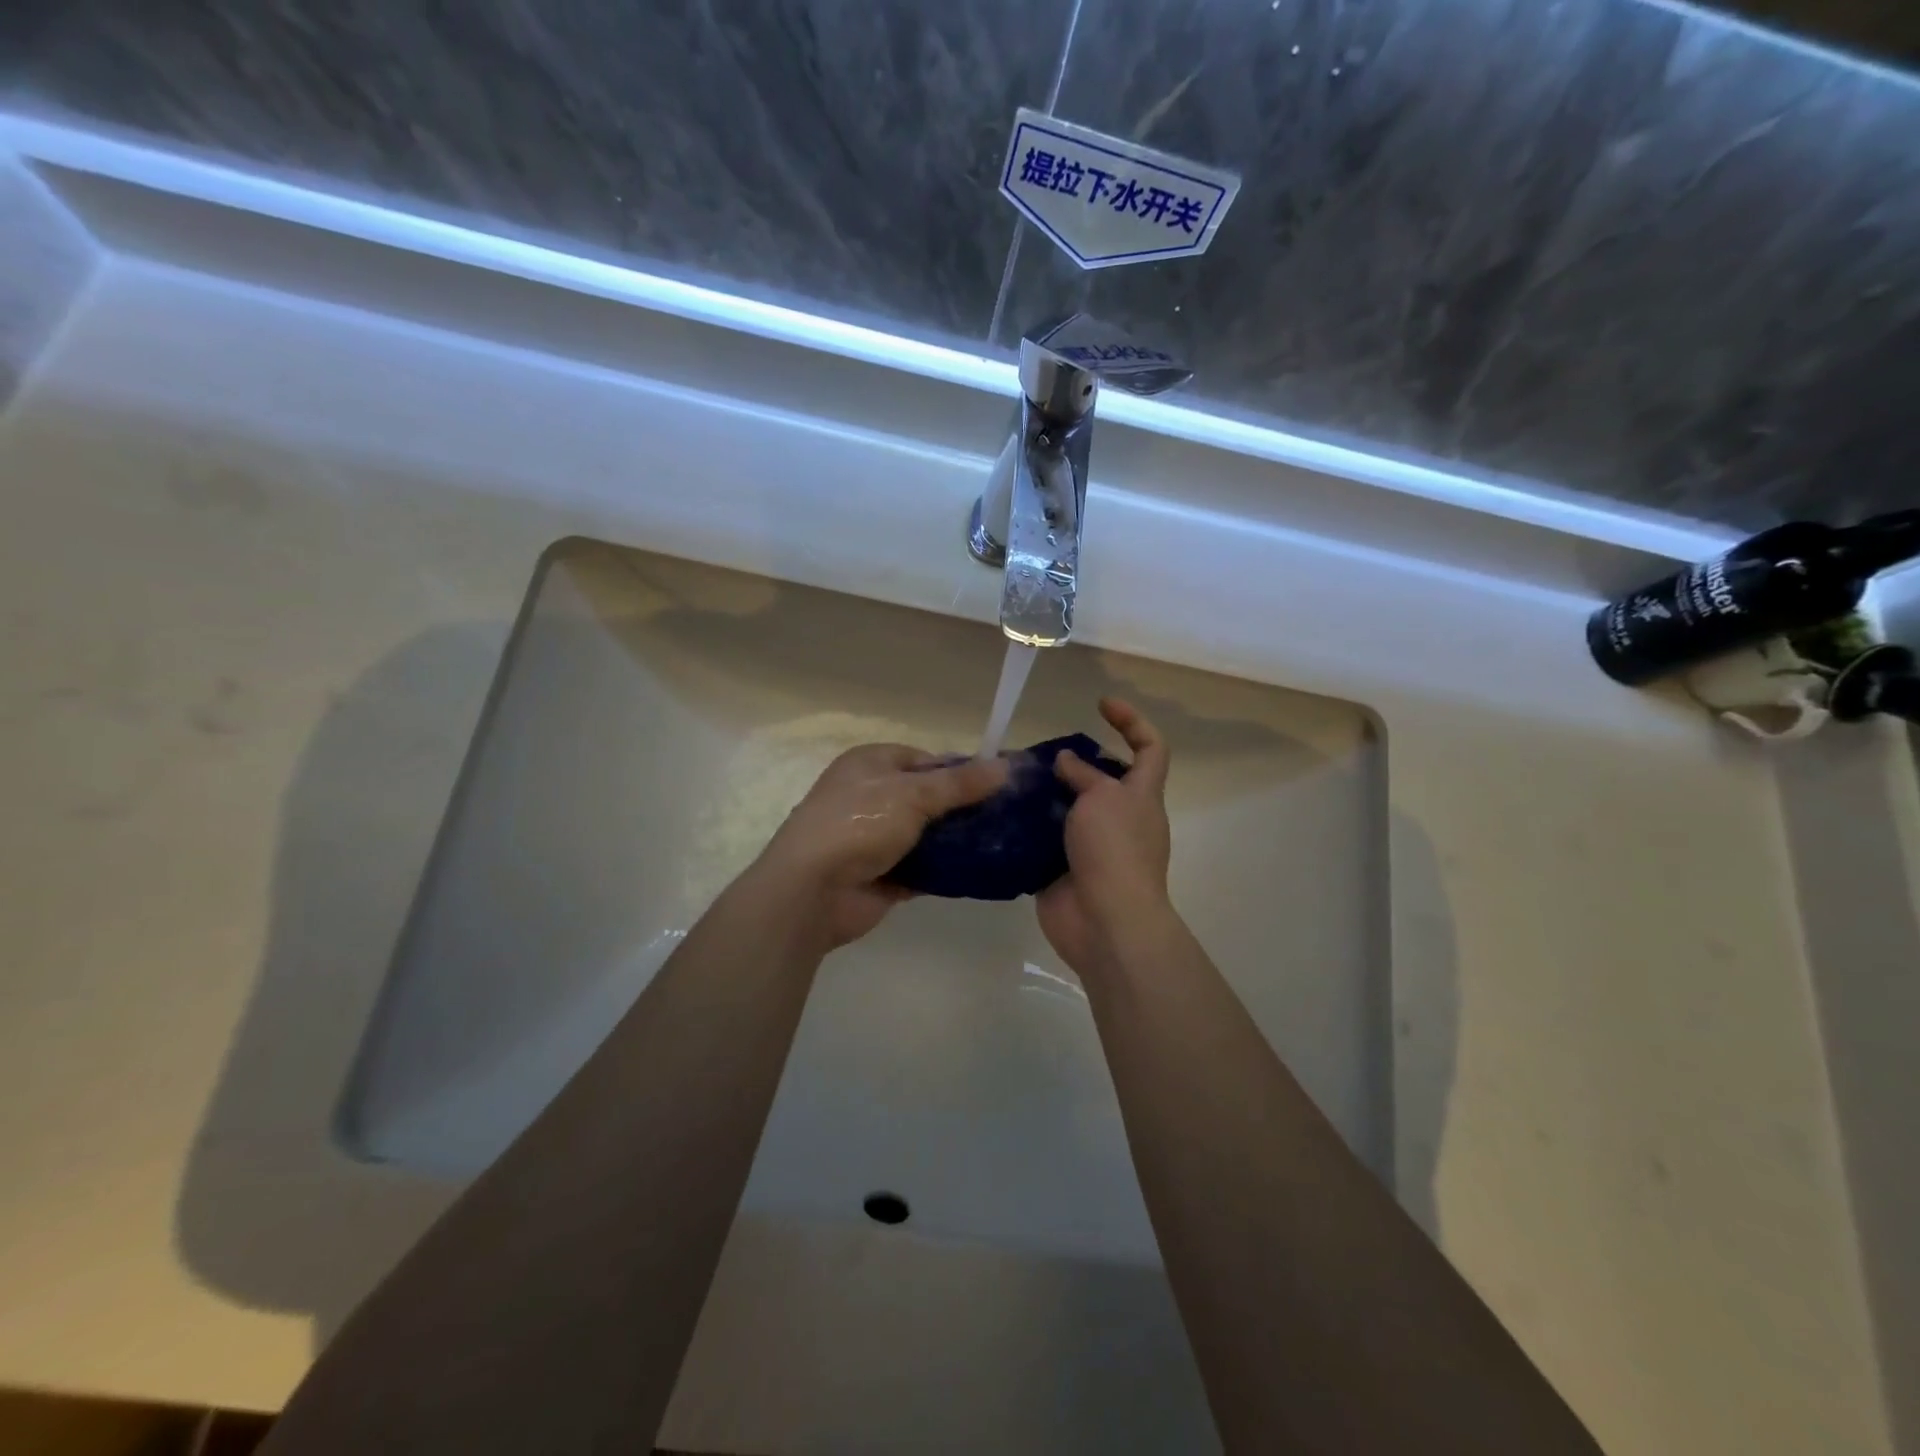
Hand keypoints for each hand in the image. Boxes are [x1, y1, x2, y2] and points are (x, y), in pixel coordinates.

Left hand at [754, 744, 1008, 949]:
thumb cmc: (859, 824)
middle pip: (928, 798)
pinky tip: (981, 872)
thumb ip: (959, 783)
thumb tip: (1005, 766)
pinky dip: (946, 870)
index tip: (997, 784)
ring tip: (1004, 843)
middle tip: (1007, 817)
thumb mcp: (913, 794)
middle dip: (963, 808)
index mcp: (870, 764)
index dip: (960, 770)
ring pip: (927, 835)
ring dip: (957, 841)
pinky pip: (923, 869)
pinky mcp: (883, 875)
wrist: (812, 890)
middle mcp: (870, 796)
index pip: (924, 759)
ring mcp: (875, 839)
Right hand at [1037, 698, 1174, 977]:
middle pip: (1102, 779)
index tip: (1100, 704)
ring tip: (1011, 780)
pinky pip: (1045, 841)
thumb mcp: (1103, 799)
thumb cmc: (1114, 851)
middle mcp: (1120, 818)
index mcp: (1141, 796)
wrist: (1105, 922)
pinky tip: (1000, 815)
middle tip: (1037, 754)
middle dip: (1072, 763)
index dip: (1132, 721)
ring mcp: (1092, 847)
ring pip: (1068, 810)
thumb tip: (1066, 761)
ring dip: (1043, 795)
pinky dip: (1027, 829)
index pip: (1150, 748)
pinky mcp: (1064, 870)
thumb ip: (1083, 775)